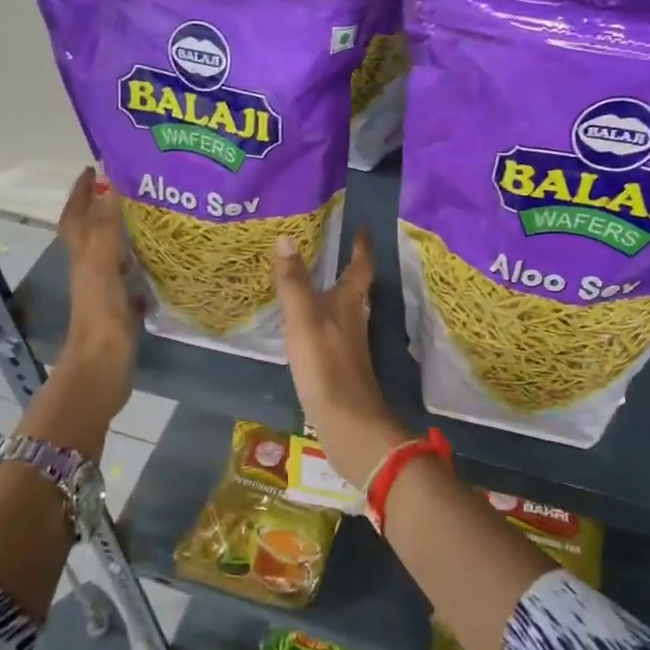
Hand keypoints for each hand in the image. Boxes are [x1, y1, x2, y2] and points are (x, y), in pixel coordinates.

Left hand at [57, 166, 137, 387]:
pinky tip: (164, 262)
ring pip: (113, 253)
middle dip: (106, 206)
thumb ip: (105, 228)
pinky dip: (144, 266)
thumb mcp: (101, 266)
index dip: (80, 192)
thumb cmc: (100, 316)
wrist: (102, 368)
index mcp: (82, 256)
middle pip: (93, 231)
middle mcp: (90, 269)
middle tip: (134, 187)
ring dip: (127, 233)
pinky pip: (132, 278)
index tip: (95, 167)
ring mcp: (105, 290)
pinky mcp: (122, 308)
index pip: (75, 216)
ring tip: (155, 216)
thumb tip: (109, 184)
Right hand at [272, 229, 408, 489]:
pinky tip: (305, 326)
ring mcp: (349, 345)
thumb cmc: (326, 363)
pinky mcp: (339, 366)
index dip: (361, 247)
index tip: (363, 228)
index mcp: (351, 303)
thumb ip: (294, 281)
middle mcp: (355, 320)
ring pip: (344, 310)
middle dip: (347, 268)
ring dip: (333, 294)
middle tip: (331, 249)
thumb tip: (286, 238)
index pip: (360, 267)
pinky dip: (321, 320)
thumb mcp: (303, 318)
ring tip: (314, 282)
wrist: (346, 421)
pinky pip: (330, 332)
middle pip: (355, 289)